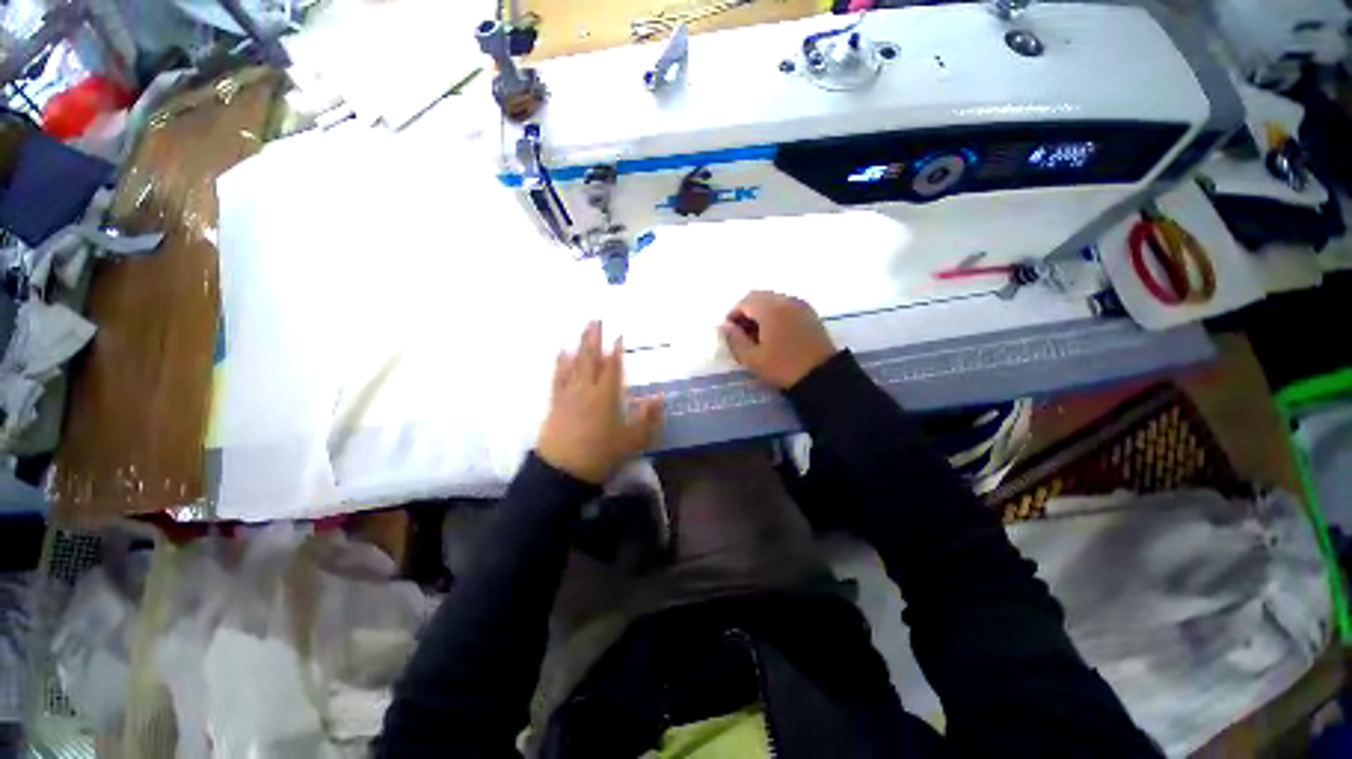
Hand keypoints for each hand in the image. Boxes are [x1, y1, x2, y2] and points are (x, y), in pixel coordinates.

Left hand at [538, 322, 663, 483]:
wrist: (563, 472)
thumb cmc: (602, 455)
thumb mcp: (632, 440)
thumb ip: (647, 417)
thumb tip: (660, 397)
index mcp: (606, 396)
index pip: (613, 367)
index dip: (616, 350)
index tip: (618, 334)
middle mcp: (586, 389)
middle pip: (590, 358)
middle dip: (594, 338)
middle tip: (596, 319)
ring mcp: (568, 394)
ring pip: (574, 363)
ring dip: (579, 344)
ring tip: (582, 328)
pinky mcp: (555, 402)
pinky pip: (558, 376)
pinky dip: (561, 362)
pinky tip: (562, 352)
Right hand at [720, 291, 837, 389]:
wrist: (822, 376)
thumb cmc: (782, 367)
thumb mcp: (752, 358)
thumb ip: (734, 339)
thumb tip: (723, 326)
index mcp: (769, 308)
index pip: (744, 302)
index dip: (733, 315)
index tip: (729, 333)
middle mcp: (785, 300)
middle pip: (759, 297)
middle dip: (746, 312)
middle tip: (742, 334)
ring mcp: (800, 305)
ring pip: (773, 301)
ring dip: (761, 313)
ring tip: (757, 336)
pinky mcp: (810, 314)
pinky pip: (786, 306)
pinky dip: (775, 314)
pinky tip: (774, 334)